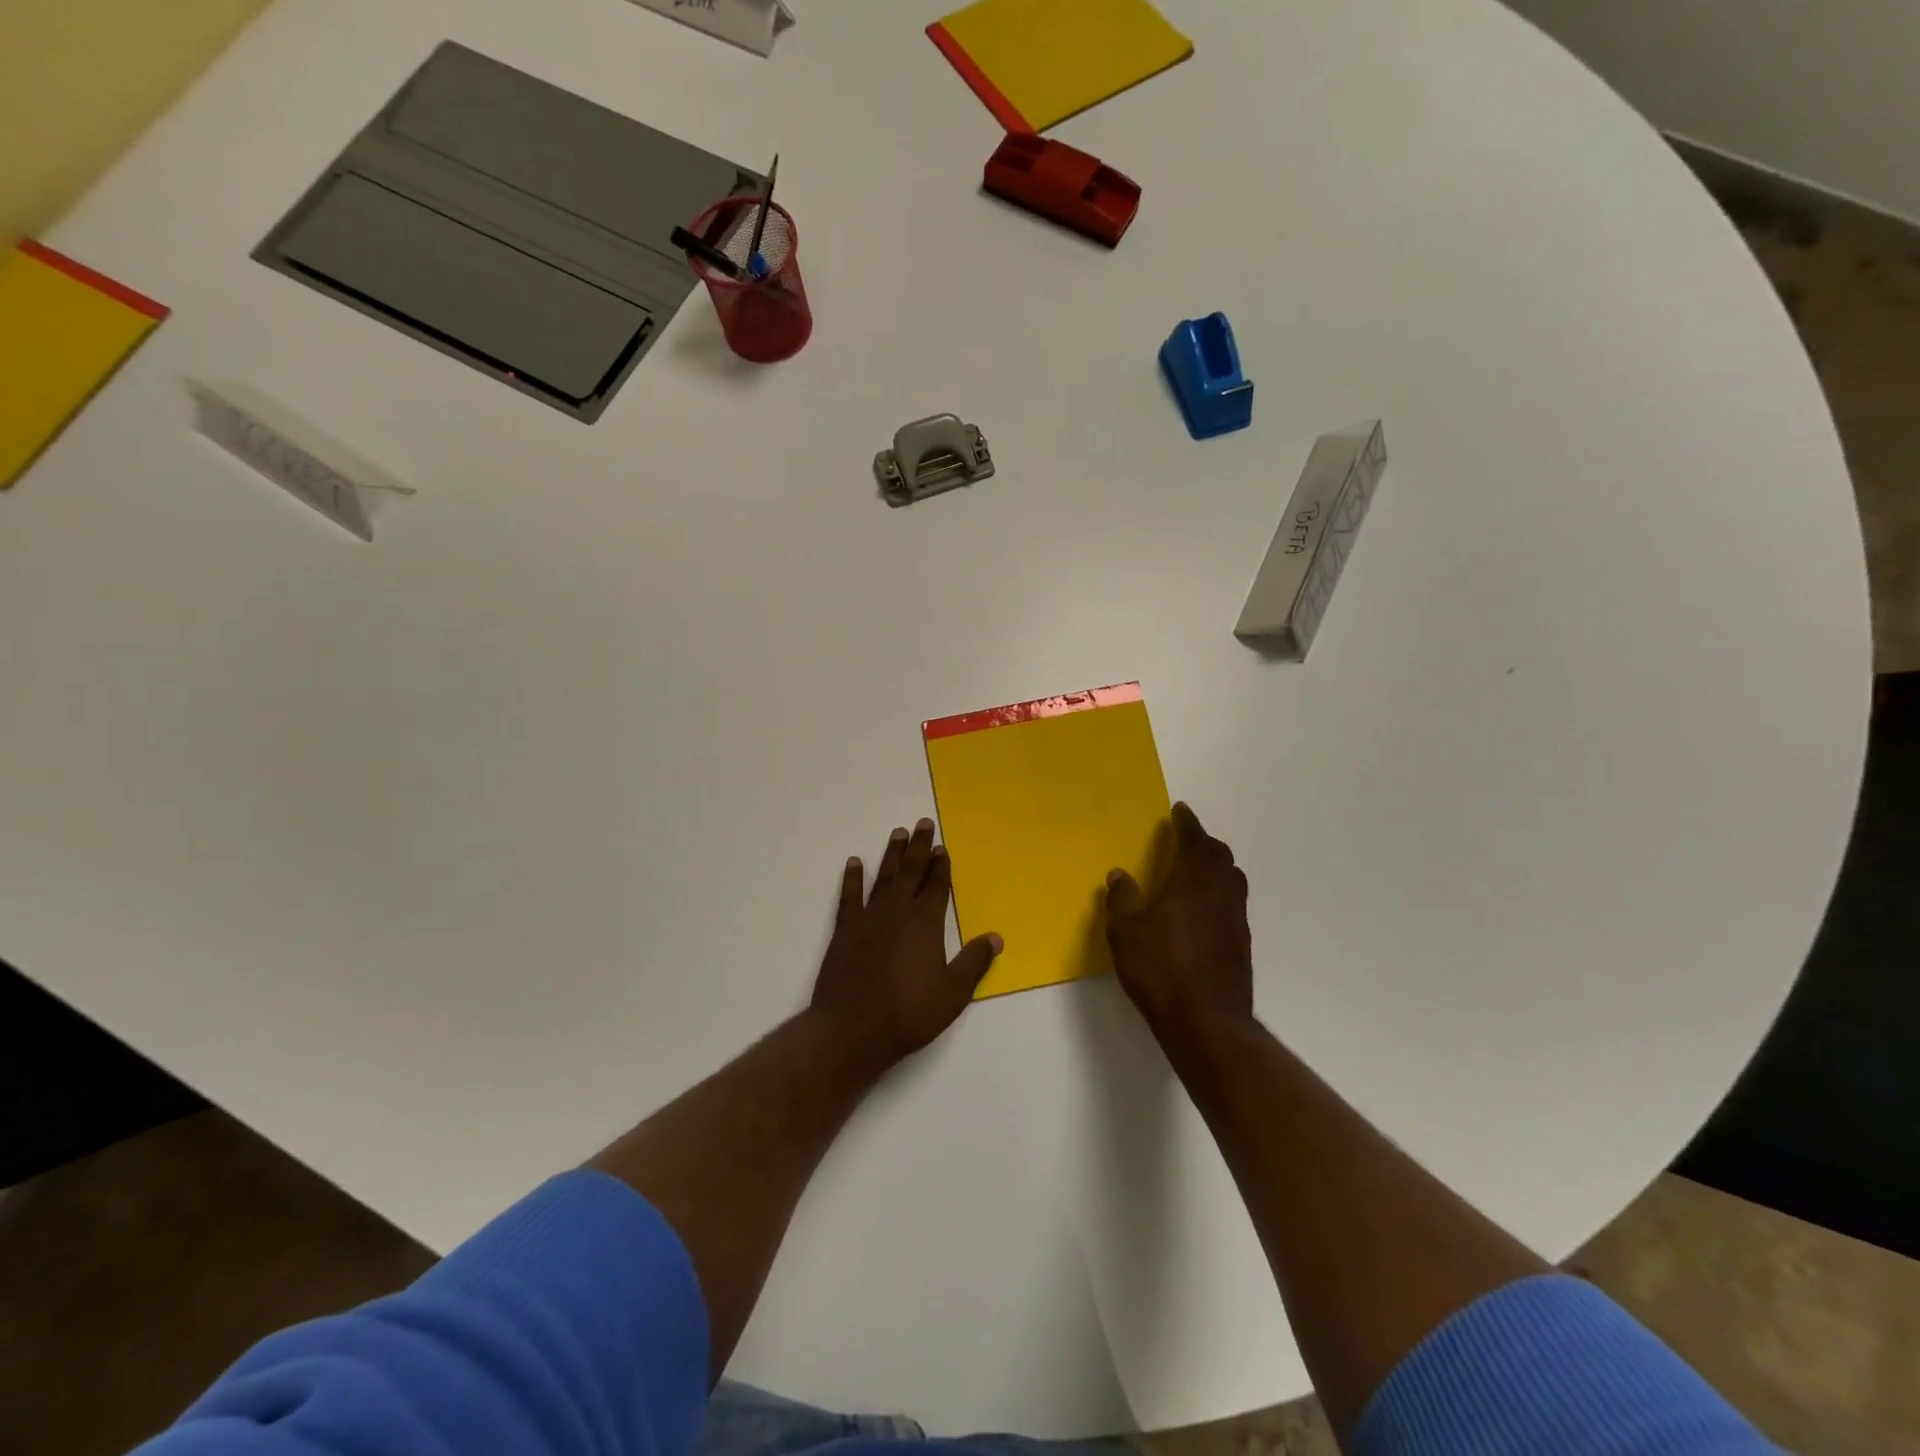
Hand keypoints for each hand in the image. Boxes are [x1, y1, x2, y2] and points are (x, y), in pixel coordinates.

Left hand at [809, 819, 1001, 1069]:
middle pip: (910, 872)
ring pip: (883, 877)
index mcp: (925, 923)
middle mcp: (897, 912)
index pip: (936, 886)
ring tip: (897, 833)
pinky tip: (854, 863)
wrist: (852, 1029)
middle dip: (918, 847)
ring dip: (892, 855)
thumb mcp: (953, 993)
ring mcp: (868, 919)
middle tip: (922, 823)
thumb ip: (974, 962)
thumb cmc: (908, 1013)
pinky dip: (852, 878)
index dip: (940, 866)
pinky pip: (849, 897)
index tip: (942, 847)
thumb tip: (996, 937)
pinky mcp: (844, 931)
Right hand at [1105, 803, 1254, 1042]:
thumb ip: (1122, 899)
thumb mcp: (1125, 932)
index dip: (1187, 823)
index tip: (1180, 810)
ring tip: (1196, 869)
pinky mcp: (1241, 943)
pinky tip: (1203, 908)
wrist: (1207, 1020)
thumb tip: (1120, 874)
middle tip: (1186, 838)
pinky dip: (1220, 892)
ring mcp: (1235, 919)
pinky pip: (1233, 902)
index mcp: (1193, 881)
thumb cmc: (1160, 969)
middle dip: (1203, 842)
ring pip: (1231, 878)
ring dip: (1216, 866)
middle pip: (1219, 855)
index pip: (1194, 840)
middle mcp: (1221, 893)